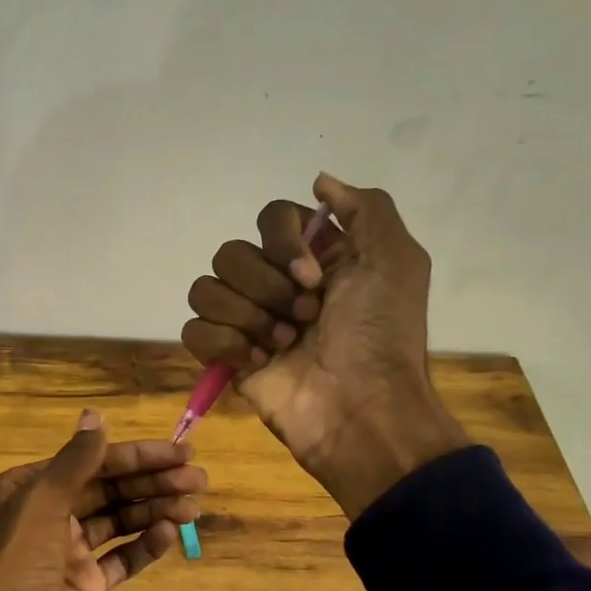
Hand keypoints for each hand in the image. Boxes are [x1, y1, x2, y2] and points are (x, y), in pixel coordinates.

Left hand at [0, 411, 205, 590]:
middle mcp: (44, 516)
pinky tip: (169, 534)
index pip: (89, 462)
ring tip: (194, 507)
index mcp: (25, 490)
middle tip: (200, 481)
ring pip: (116, 522)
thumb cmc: (16, 573)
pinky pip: (119, 559)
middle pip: (106, 490)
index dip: (136, 456)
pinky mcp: (82, 587)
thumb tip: (95, 415)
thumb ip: (73, 461)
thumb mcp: (41, 507)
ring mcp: (64, 554)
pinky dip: (143, 546)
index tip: (181, 452)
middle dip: (152, 482)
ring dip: (153, 511)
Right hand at [181, 172, 467, 518]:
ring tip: (284, 346)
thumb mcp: (396, 259)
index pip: (270, 217)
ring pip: (206, 288)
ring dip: (248, 317)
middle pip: (231, 253)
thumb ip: (364, 208)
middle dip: (267, 288)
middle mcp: (276, 283)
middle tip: (306, 318)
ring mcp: (248, 321)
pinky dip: (224, 344)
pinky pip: (194, 330)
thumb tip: (319, 181)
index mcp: (314, 257)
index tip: (312, 277)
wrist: (361, 409)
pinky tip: (258, 363)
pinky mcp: (227, 357)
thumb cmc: (381, 335)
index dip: (284, 243)